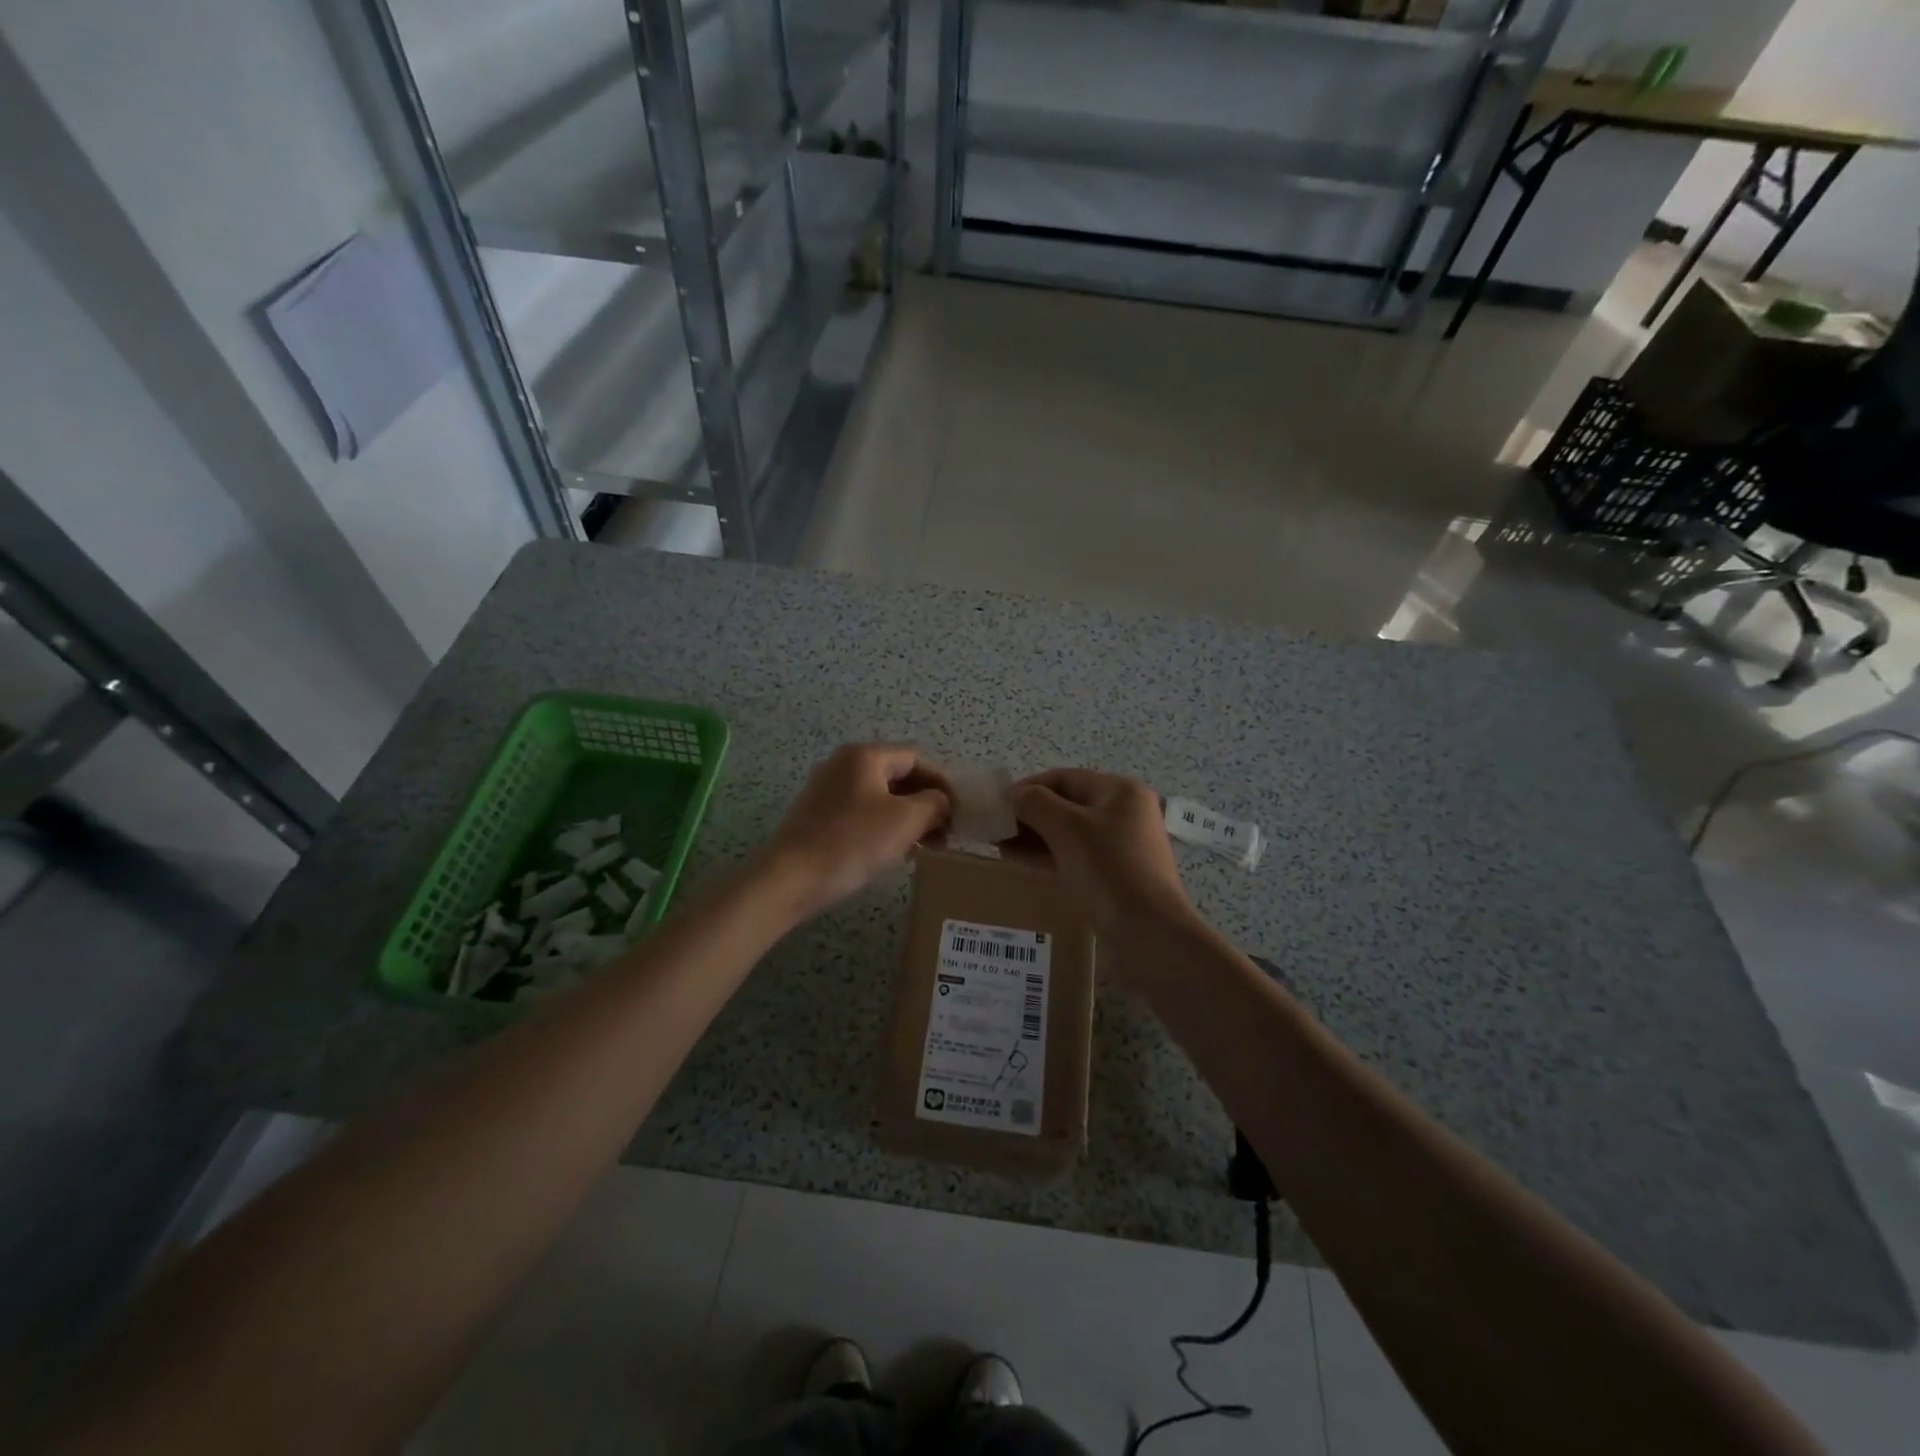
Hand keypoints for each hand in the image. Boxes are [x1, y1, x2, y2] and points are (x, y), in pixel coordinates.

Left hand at [758, 743, 950, 920]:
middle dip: (926, 803)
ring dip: (907, 818)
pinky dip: (883, 827)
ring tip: (924, 847)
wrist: (788, 878)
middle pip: (897, 776)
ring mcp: (826, 789)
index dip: (942, 783)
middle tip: (945, 834)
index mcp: (864, 755)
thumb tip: (942, 801)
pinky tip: (893, 852)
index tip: (959, 813)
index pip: (916, 758)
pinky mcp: (816, 815)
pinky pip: (861, 812)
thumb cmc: (852, 842)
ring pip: (880, 797)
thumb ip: (934, 804)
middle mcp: (843, 764)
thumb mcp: (905, 820)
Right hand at [1008, 768, 1196, 937]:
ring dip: (1034, 837)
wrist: (1149, 933)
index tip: (995, 805)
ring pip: (1068, 833)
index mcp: (1120, 791)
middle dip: (1028, 815)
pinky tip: (1018, 861)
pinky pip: (1075, 856)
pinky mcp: (1115, 875)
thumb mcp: (1067, 829)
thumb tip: (1012, 795)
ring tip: (999, 846)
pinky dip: (1047, 856)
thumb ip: (1035, 804)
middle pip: (1066, 804)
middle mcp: (1124, 812)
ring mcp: (1121, 846)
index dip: (1026, 787)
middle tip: (994, 828)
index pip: (1063, 778)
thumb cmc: (1108, 869)